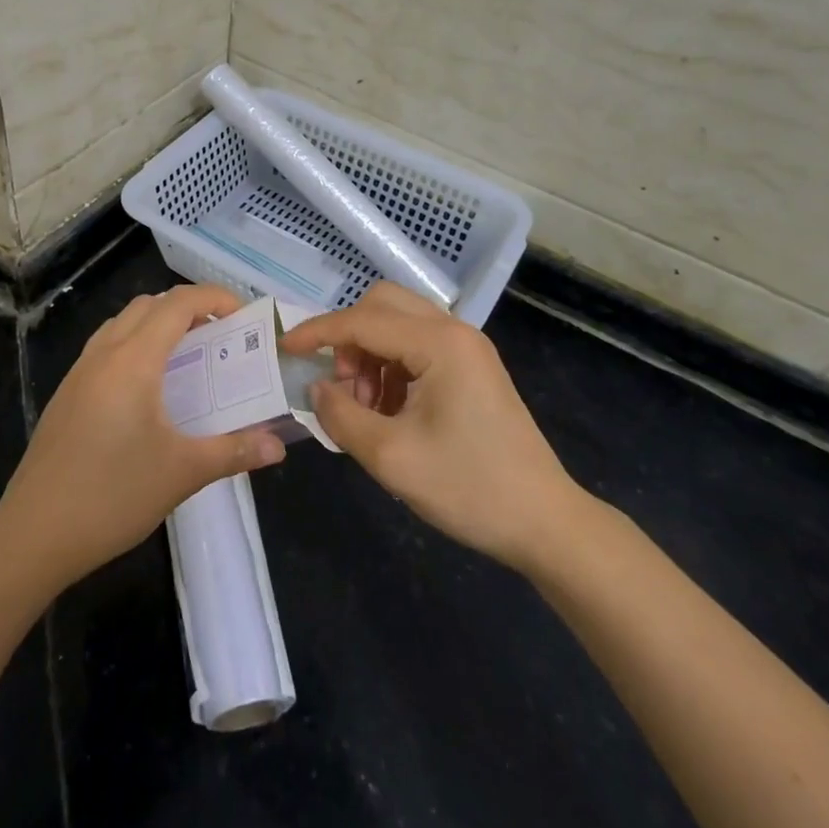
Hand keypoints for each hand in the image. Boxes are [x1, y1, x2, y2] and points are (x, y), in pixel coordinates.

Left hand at [0, 284, 286, 588]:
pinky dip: (134, 344)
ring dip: (157, 324)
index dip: (214, 298)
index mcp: (133, 361)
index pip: (178, 304)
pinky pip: (105, 347)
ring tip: (187, 356)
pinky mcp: (65, 394)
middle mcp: (104, 354)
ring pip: (122, 323)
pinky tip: (147, 389)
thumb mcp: (182, 473)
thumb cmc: (112, 496)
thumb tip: (279, 446)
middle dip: (188, 308)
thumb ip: (234, 452)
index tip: (244, 315)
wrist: (33, 534)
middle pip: (149, 305)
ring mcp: (79, 373)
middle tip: (219, 335)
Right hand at [281, 283, 584, 573]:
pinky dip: (391, 366)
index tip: (283, 348)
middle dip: (349, 338)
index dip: (318, 332)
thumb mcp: (391, 457)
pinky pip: (417, 346)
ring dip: (370, 353)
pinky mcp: (472, 367)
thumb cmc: (469, 488)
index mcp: (440, 343)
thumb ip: (341, 415)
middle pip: (383, 305)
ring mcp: (467, 347)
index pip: (362, 320)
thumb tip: (317, 388)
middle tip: (340, 386)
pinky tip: (390, 410)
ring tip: (365, 407)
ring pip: (399, 323)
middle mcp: (455, 331)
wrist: (545, 522)